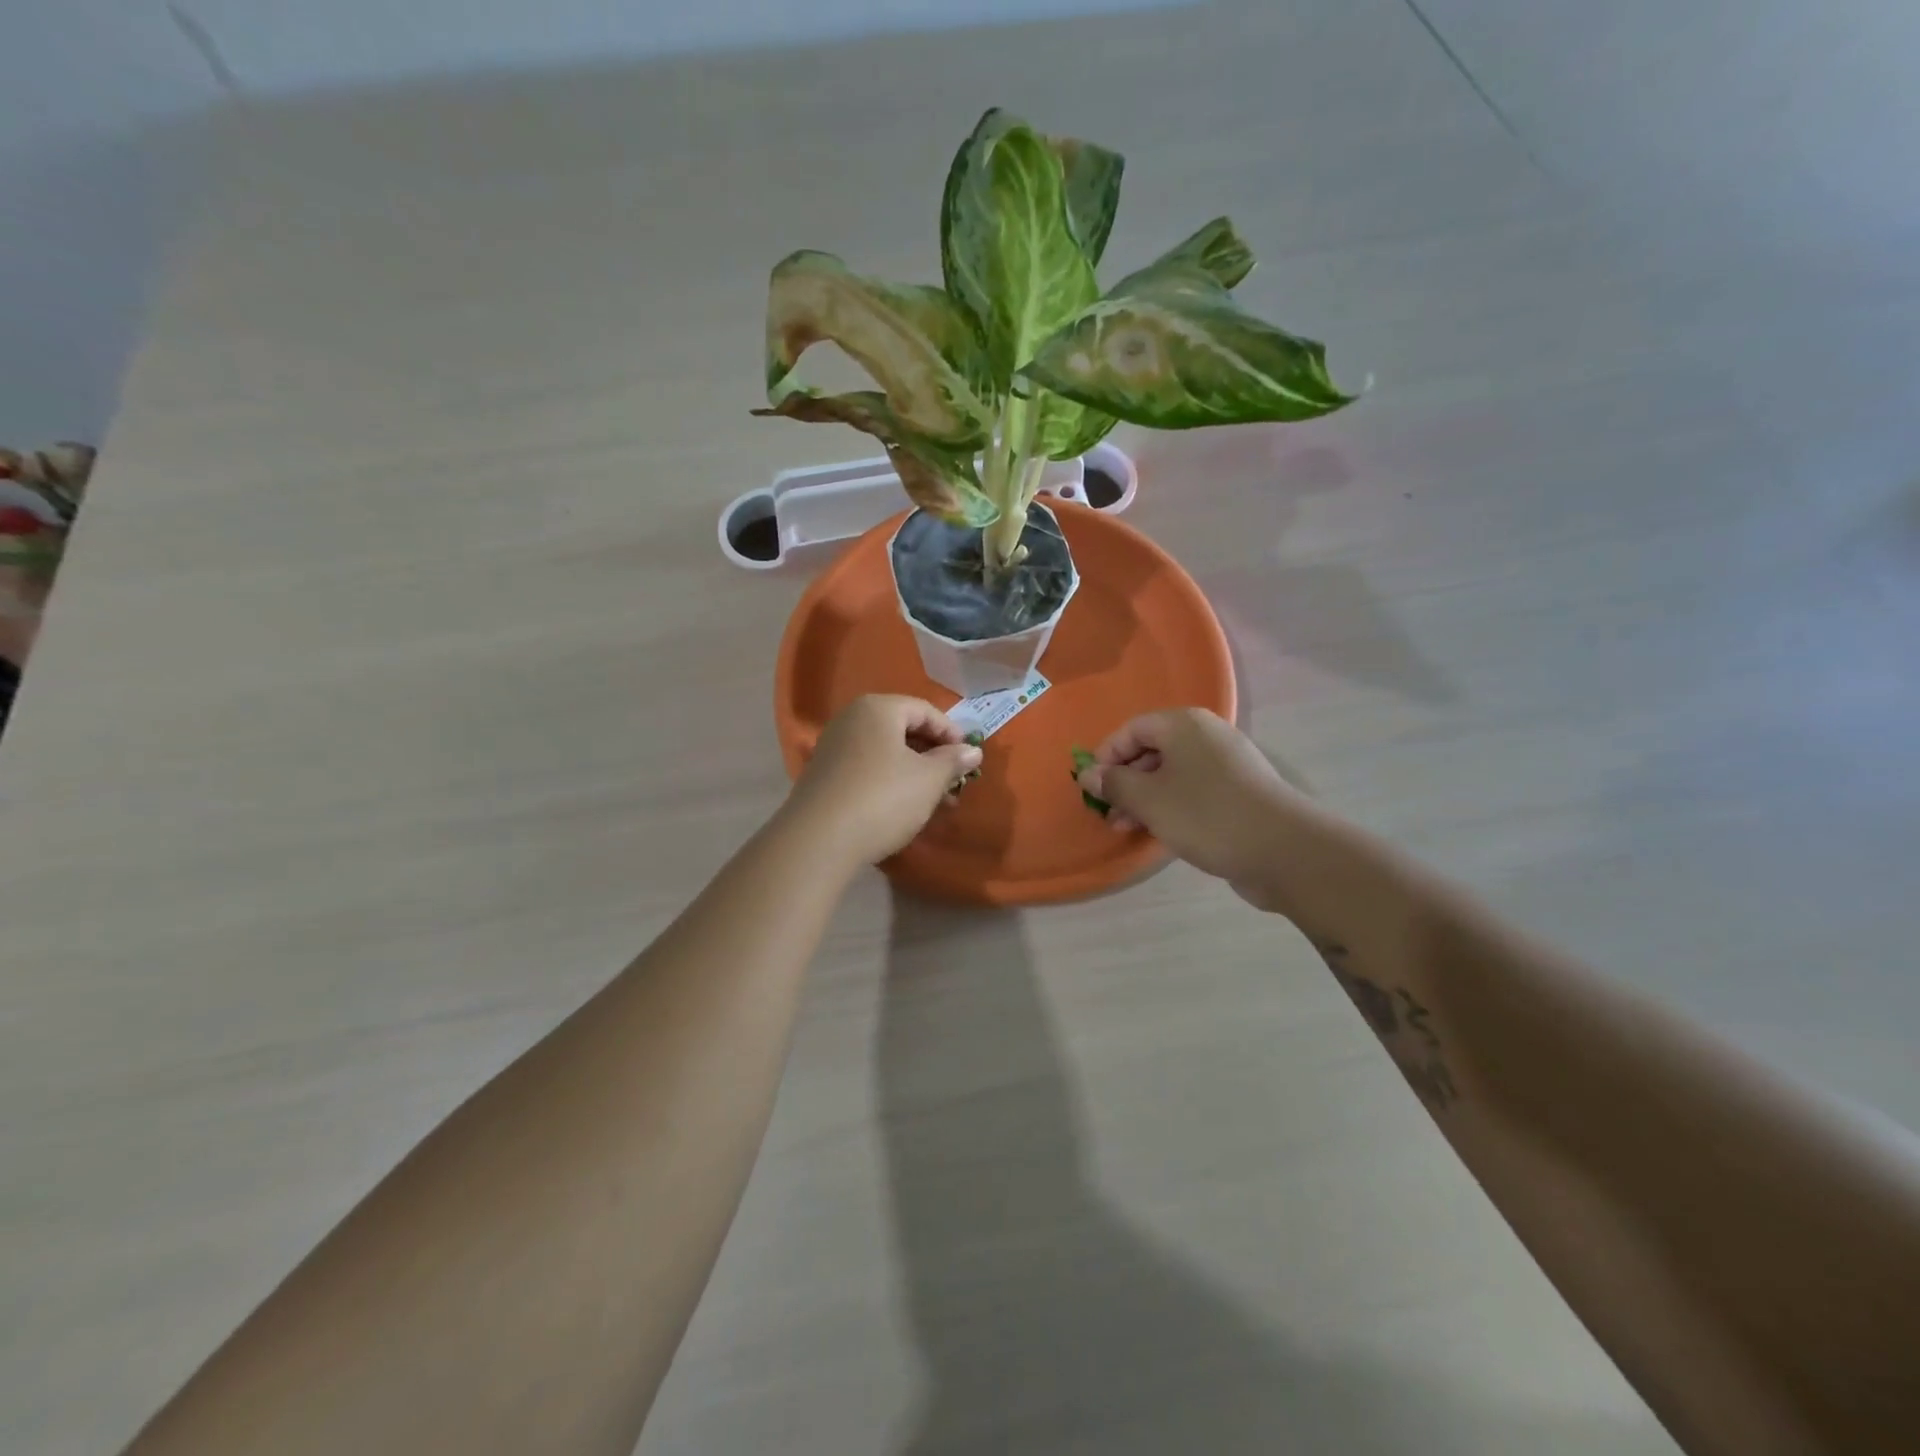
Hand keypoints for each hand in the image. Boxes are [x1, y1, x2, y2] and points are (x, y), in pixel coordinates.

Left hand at [783, 695, 982, 867]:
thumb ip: (953, 761)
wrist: (818, 840)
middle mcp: (851, 719)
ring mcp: (833, 747)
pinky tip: (903, 808)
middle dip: (933, 756)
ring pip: (885, 752)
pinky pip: (867, 769)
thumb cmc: (883, 798)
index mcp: (877, 708)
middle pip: (903, 729)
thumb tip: (972, 751)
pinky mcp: (823, 776)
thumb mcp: (929, 780)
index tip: (969, 760)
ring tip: (935, 801)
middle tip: (954, 783)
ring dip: (914, 772)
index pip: (925, 710)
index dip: (952, 734)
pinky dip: (890, 782)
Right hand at [1077, 709, 1318, 911]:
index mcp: (1184, 724)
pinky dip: (1172, 806)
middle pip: (1152, 750)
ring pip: (1173, 774)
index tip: (1092, 788)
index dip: (1107, 756)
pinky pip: (1194, 790)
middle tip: (1109, 813)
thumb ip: (1114, 784)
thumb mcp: (1149, 799)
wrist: (1283, 849)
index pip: (1132, 728)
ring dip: (1145, 798)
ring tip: (1128, 829)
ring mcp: (1227, 764)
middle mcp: (1207, 735)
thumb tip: (1088, 775)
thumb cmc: (1206, 814)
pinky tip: (1162, 832)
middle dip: (1125, 781)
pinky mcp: (1240, 792)